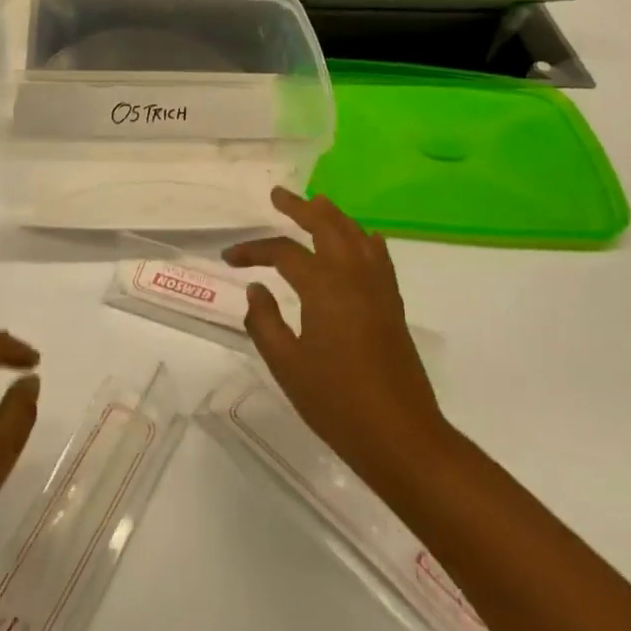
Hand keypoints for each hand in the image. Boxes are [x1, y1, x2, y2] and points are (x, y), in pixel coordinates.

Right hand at [225, 188, 448, 493]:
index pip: (283, 253)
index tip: (229, 258)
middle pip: (327, 226)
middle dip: (300, 208)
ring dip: (334, 216)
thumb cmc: (336, 402)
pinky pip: (379, 256)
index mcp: (324, 287)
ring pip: (357, 235)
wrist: (400, 435)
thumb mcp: (286, 364)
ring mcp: (379, 288)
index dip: (253, 250)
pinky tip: (361, 239)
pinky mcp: (393, 305)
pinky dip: (364, 239)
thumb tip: (257, 288)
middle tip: (278, 195)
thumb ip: (264, 321)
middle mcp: (354, 276)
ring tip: (316, 204)